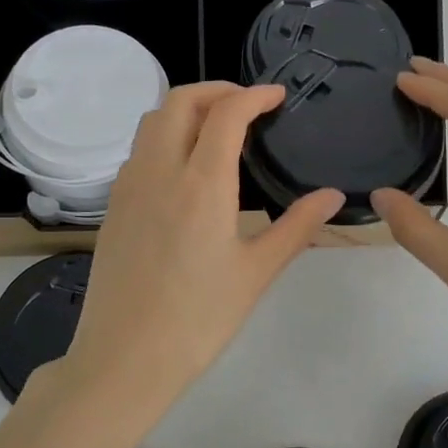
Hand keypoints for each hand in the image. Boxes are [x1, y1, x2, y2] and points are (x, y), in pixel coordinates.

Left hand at [59, 82, 343, 415]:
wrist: (124, 358)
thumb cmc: (199, 319)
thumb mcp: (256, 272)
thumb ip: (298, 226)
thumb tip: (334, 195)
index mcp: (201, 184)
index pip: (226, 112)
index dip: (254, 94)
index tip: (277, 96)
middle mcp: (159, 170)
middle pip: (180, 100)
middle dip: (217, 90)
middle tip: (248, 105)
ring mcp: (129, 185)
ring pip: (152, 120)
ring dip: (185, 109)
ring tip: (217, 128)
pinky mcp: (113, 204)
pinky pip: (138, 149)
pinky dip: (164, 135)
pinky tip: (184, 167)